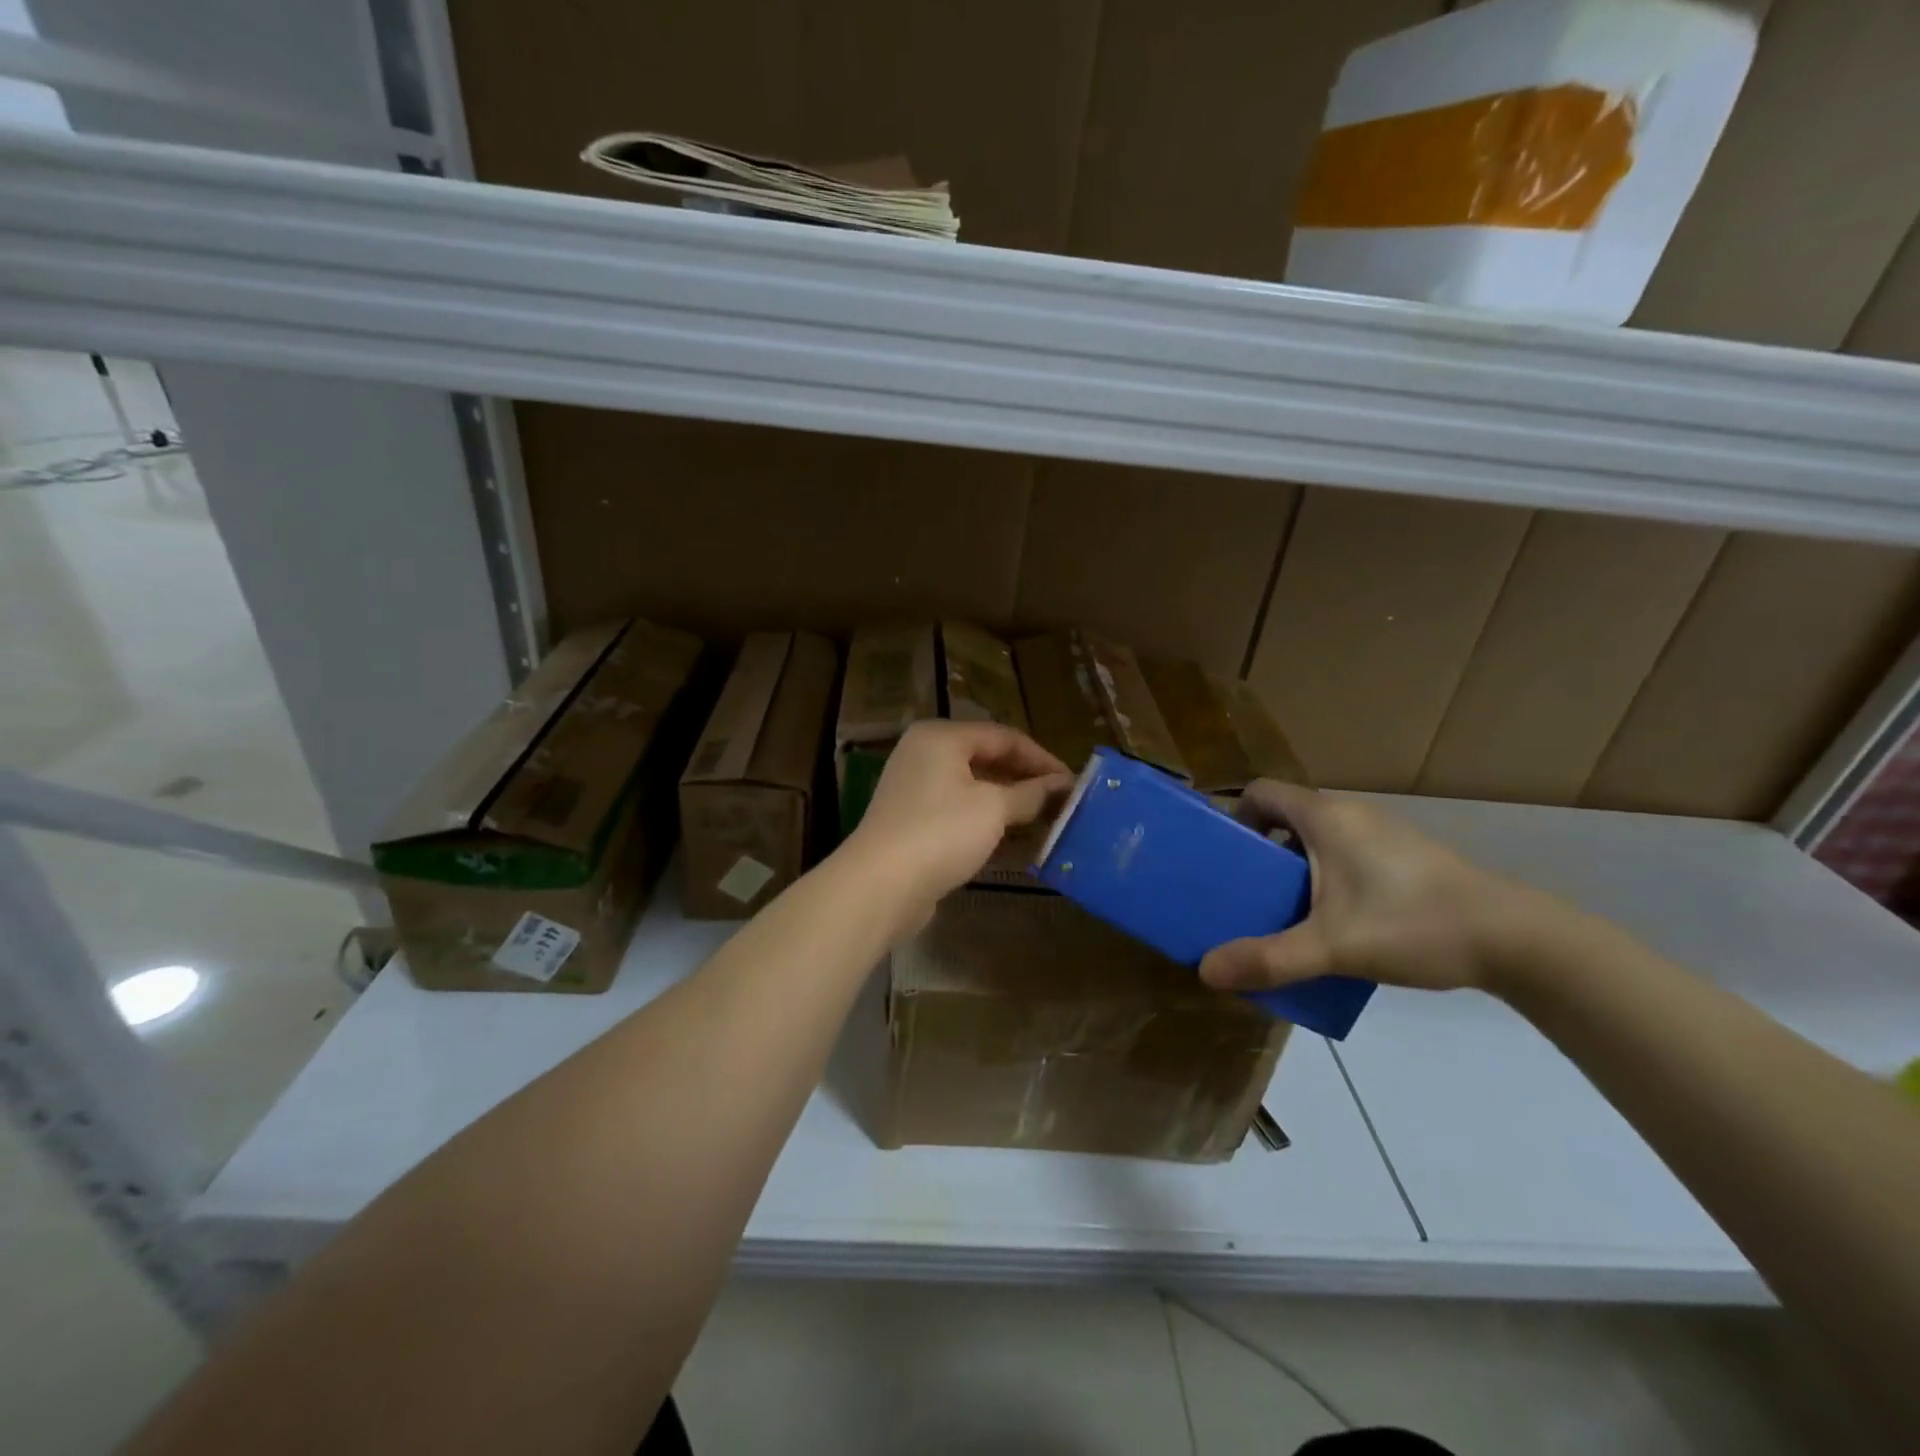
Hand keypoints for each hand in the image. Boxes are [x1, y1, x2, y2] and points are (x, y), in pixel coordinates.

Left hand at [844, 720, 1071, 928]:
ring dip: (1009, 803)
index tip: (1074, 784)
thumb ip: (1030, 794)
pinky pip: (959, 812)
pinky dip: (986, 821)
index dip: (1042, 759)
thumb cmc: (941, 832)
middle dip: (1026, 781)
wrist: (880, 885)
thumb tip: (1062, 785)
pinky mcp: (913, 822)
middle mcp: (925, 754)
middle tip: (1062, 803)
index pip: (1004, 737)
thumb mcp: (993, 808)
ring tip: (1046, 822)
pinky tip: (1014, 841)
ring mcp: (915, 789)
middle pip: (988, 759)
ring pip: (974, 788)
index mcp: (942, 737)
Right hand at [1198, 780, 1554, 994]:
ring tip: (1286, 914)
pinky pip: (1345, 855)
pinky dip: (1327, 878)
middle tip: (1247, 895)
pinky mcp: (1405, 857)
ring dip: (1294, 869)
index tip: (1226, 858)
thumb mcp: (1332, 946)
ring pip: (1317, 839)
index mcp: (1325, 816)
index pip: (1260, 792)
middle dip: (1260, 853)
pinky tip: (1336, 924)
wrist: (1515, 939)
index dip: (1235, 817)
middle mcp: (1350, 814)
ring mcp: (1382, 834)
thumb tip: (1205, 971)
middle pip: (1285, 817)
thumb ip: (1268, 958)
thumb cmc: (1413, 923)